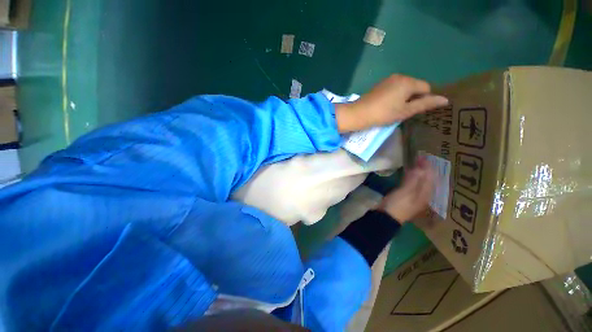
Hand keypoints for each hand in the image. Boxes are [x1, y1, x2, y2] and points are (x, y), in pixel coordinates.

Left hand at [335, 75, 447, 132]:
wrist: (358, 114)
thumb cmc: (383, 114)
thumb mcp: (405, 111)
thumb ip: (425, 104)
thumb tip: (445, 99)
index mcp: (408, 81)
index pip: (426, 88)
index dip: (424, 100)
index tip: (414, 111)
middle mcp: (399, 76)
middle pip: (415, 86)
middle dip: (413, 98)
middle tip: (404, 112)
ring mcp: (388, 80)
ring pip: (404, 88)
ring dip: (404, 98)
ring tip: (395, 110)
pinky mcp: (379, 85)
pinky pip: (394, 88)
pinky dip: (395, 96)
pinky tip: (387, 106)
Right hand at [377, 156, 435, 222]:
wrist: (387, 217)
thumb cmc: (397, 204)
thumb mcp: (406, 192)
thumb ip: (414, 179)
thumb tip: (421, 167)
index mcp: (426, 194)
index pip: (431, 177)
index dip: (428, 166)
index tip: (423, 156)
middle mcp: (423, 194)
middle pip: (427, 179)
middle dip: (425, 168)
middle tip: (420, 157)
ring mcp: (414, 195)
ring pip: (420, 181)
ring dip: (419, 171)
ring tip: (415, 162)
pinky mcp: (406, 195)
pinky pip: (413, 183)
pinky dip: (412, 176)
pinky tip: (408, 172)